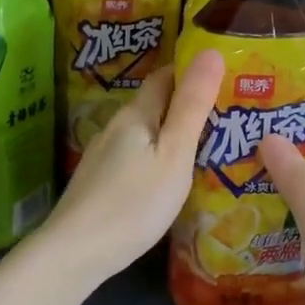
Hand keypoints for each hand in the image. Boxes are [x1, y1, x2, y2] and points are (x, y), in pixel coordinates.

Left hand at [40, 50, 224, 281]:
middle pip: (155, 104)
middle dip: (187, 104)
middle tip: (228, 115)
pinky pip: (136, 156)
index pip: (167, 76)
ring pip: (145, 133)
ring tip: (208, 146)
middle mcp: (116, 127)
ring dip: (172, 133)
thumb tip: (211, 51)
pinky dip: (157, 157)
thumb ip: (193, 105)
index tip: (227, 78)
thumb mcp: (174, 154)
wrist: (76, 253)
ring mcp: (104, 156)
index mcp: (136, 114)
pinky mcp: (100, 182)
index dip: (194, 72)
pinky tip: (170, 178)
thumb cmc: (134, 202)